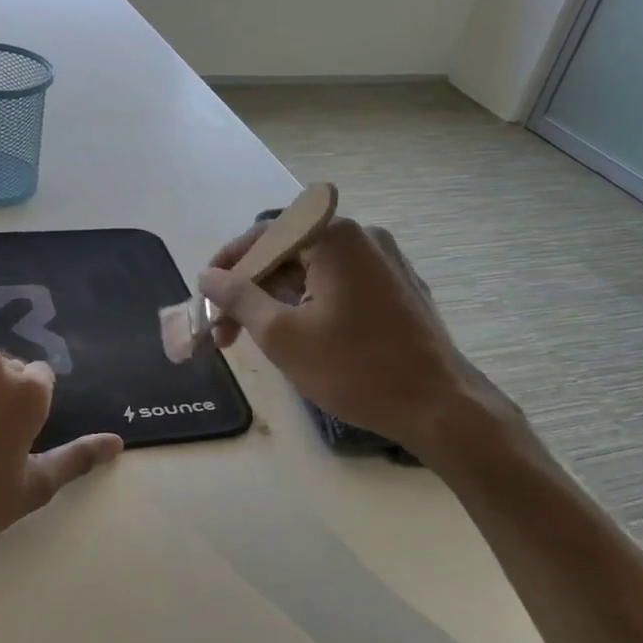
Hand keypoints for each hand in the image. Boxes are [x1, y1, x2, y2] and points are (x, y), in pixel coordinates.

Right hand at [198, 217, 512, 454]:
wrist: (438, 406)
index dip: (227, 265)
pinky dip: (308, 303)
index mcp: (334, 237)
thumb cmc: (354, 368)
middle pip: (288, 252)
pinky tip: (295, 335)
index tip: (204, 296)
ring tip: (251, 338)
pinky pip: (339, 284)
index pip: (264, 236)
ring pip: (312, 270)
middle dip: (250, 288)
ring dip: (277, 298)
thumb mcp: (282, 335)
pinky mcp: (397, 287)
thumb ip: (238, 298)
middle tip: (223, 330)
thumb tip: (207, 276)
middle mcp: (362, 237)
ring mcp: (385, 261)